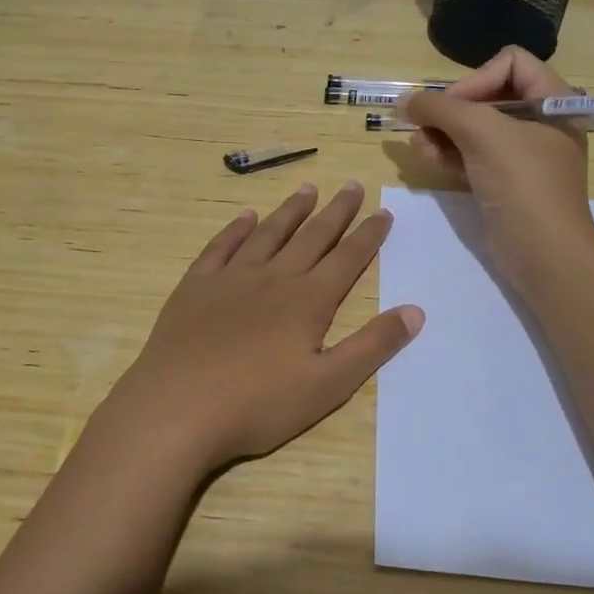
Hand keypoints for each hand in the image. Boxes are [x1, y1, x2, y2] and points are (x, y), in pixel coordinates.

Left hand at [96, 181, 423, 477]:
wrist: (177, 408)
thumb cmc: (258, 404)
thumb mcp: (328, 385)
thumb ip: (372, 346)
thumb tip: (416, 311)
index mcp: (307, 302)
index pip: (347, 259)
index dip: (368, 236)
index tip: (383, 212)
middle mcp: (272, 278)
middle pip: (311, 237)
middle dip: (336, 212)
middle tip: (351, 185)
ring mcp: (230, 279)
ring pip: (268, 234)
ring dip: (291, 211)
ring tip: (307, 189)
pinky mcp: (195, 287)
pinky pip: (220, 247)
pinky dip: (236, 229)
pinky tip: (246, 218)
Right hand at [401, 47, 593, 288]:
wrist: (544, 253)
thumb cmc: (522, 183)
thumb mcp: (481, 133)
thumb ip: (439, 109)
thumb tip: (403, 101)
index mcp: (552, 100)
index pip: (510, 63)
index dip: (476, 78)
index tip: (454, 107)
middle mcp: (540, 122)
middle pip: (486, 95)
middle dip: (451, 110)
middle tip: (424, 126)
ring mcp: (522, 155)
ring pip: (474, 128)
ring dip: (442, 133)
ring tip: (420, 147)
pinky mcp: (504, 182)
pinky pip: (472, 156)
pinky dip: (450, 154)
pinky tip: (428, 159)